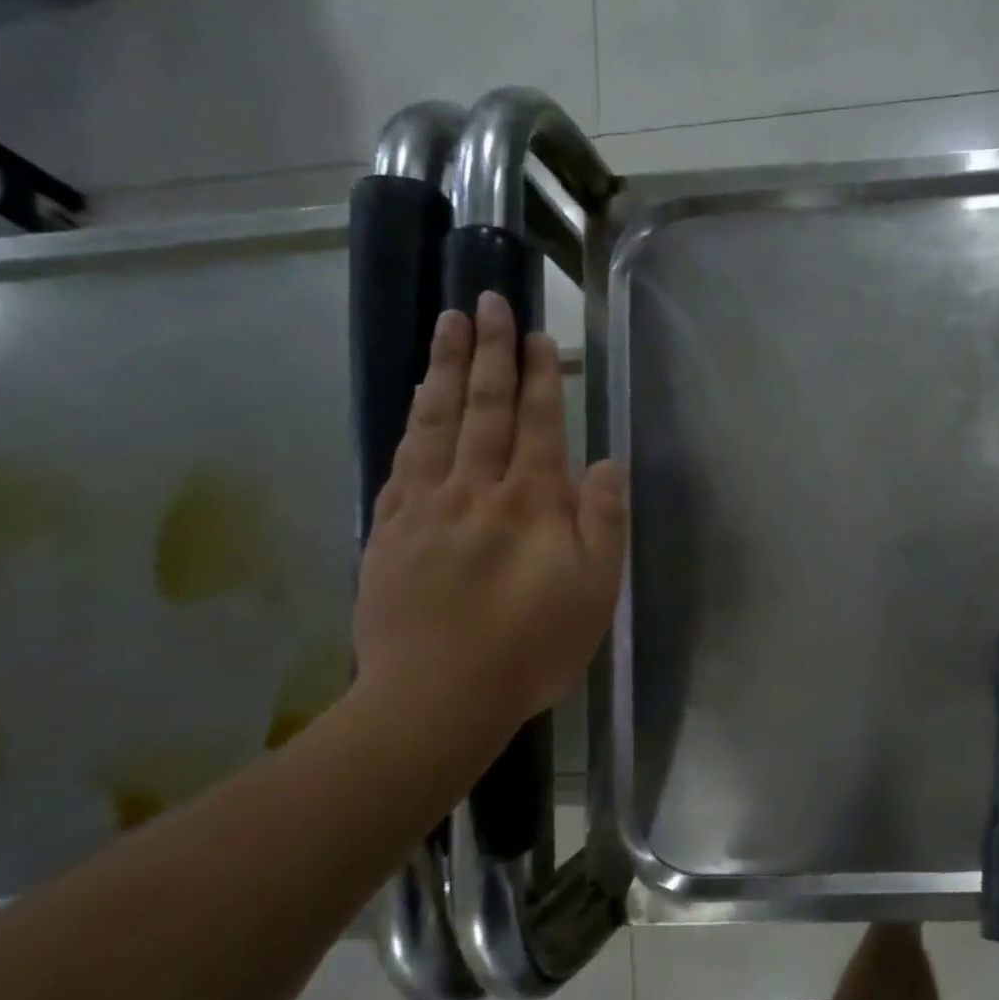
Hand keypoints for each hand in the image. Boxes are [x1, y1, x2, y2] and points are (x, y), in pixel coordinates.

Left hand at [354, 292, 626, 746]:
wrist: (436, 698)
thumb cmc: (532, 649)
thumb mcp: (595, 594)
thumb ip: (603, 524)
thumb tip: (607, 464)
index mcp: (531, 505)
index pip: (537, 425)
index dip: (539, 377)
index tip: (538, 335)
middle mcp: (476, 491)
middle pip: (484, 409)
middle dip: (490, 352)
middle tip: (489, 300)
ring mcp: (426, 506)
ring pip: (437, 423)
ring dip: (447, 369)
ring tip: (451, 324)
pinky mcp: (390, 529)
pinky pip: (403, 459)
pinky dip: (413, 420)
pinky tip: (417, 397)